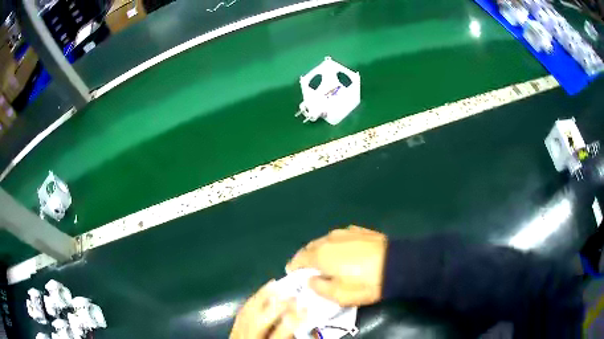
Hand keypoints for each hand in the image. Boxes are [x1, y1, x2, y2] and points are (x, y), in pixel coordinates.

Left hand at [230, 281, 305, 338]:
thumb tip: (310, 329)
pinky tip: (260, 294)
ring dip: (261, 298)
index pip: (279, 334)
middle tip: (293, 294)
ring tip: (275, 285)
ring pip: (247, 314)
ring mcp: (237, 335)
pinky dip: (251, 302)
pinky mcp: (233, 331)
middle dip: (276, 307)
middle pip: (260, 321)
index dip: (292, 321)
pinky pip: (241, 314)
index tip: (306, 309)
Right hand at [286, 226, 386, 306]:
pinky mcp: (359, 230)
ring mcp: (345, 232)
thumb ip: (319, 287)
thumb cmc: (365, 283)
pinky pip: (340, 237)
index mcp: (321, 254)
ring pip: (325, 241)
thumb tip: (311, 280)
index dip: (293, 268)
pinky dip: (336, 245)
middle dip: (306, 258)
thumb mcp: (339, 295)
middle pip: (310, 247)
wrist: (397, 265)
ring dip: (321, 250)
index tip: (293, 275)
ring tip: (327, 261)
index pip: (299, 259)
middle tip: (309, 270)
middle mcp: (329, 239)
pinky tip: (345, 253)